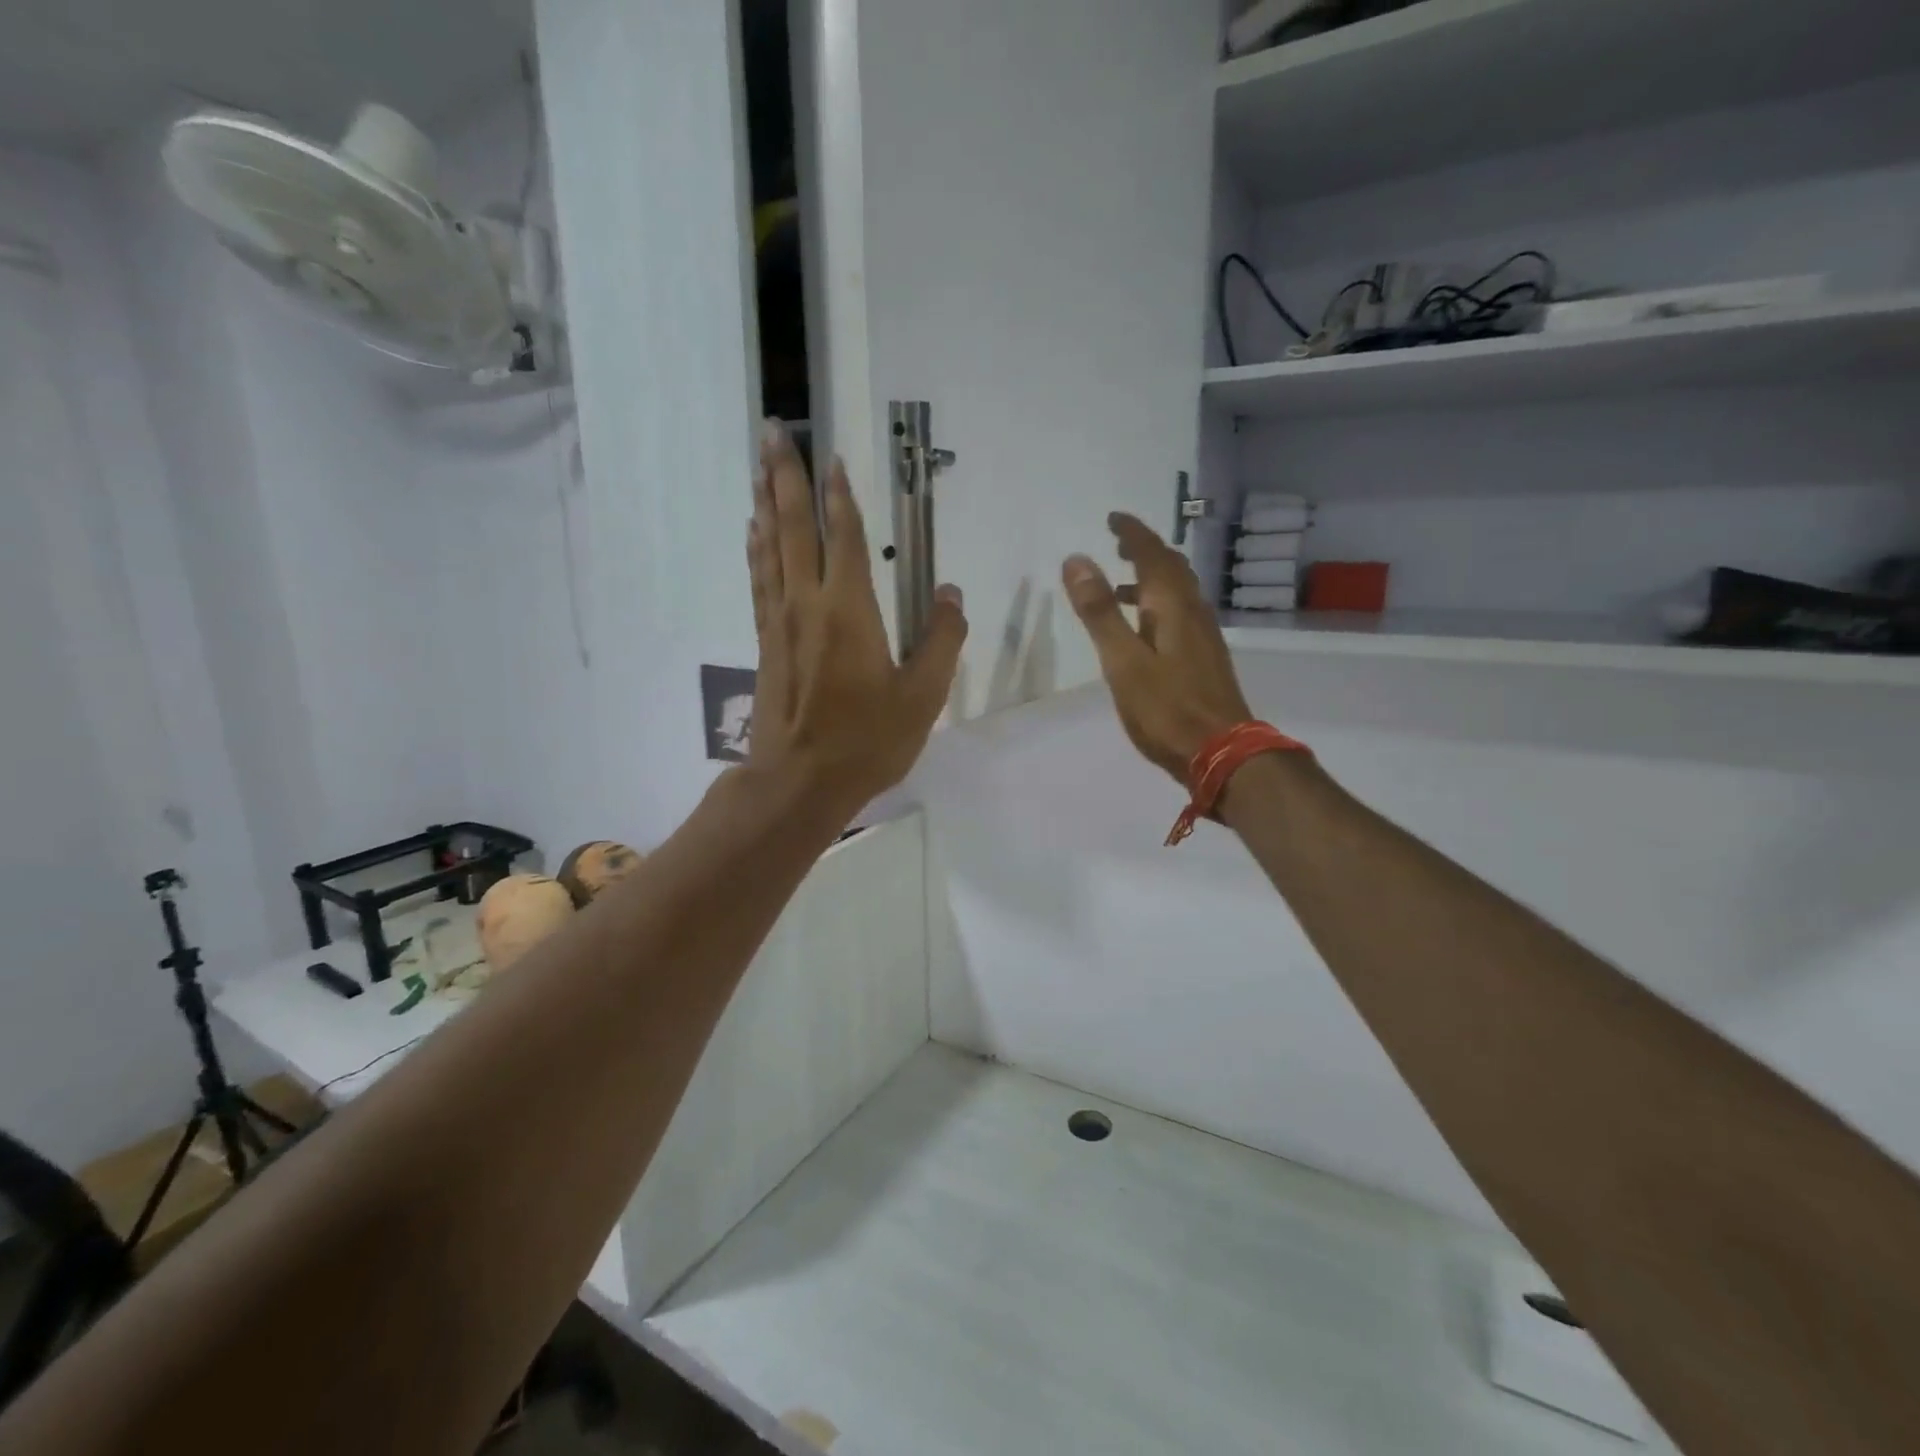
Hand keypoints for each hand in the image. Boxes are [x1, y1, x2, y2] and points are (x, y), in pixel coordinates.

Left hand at [747, 420, 966, 808]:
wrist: (799, 781)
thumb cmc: (867, 740)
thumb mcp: (922, 697)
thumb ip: (941, 642)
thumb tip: (950, 595)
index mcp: (850, 610)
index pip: (845, 538)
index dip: (840, 496)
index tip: (833, 457)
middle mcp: (808, 603)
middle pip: (795, 527)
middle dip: (785, 476)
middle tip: (772, 430)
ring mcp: (780, 621)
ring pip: (770, 547)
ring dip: (766, 502)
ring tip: (758, 465)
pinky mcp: (767, 642)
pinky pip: (759, 580)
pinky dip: (757, 549)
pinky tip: (754, 532)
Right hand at [1062, 514, 1252, 782]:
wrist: (1221, 752)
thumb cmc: (1166, 708)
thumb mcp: (1123, 661)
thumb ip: (1100, 612)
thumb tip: (1077, 560)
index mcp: (1172, 606)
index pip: (1152, 555)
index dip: (1132, 533)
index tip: (1113, 518)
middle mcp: (1193, 612)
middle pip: (1171, 569)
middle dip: (1144, 550)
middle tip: (1117, 543)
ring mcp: (1203, 636)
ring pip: (1178, 592)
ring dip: (1150, 579)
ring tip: (1118, 586)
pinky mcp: (1205, 659)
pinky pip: (1180, 615)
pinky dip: (1158, 605)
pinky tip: (1144, 629)